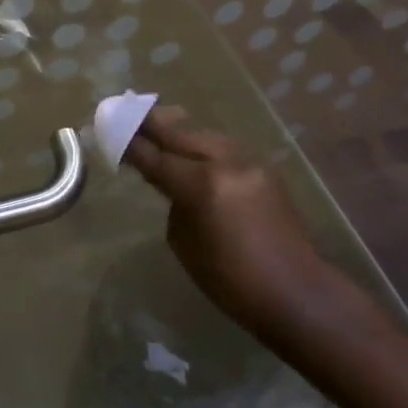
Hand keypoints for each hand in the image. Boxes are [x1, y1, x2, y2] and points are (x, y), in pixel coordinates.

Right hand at [122, 106, 337, 341]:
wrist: (297, 293)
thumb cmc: (232, 281)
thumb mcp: (185, 244)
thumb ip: (173, 203)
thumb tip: (171, 184)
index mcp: (201, 185)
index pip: (156, 157)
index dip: (131, 143)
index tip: (111, 128)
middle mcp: (225, 163)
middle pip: (180, 134)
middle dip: (153, 125)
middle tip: (130, 114)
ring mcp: (249, 162)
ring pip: (205, 135)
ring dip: (181, 133)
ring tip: (161, 128)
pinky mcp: (265, 168)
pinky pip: (225, 148)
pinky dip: (205, 146)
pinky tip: (196, 152)